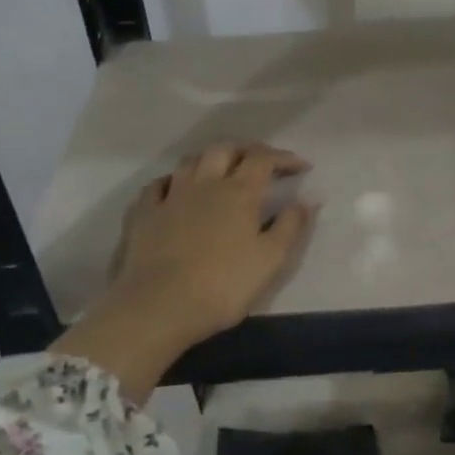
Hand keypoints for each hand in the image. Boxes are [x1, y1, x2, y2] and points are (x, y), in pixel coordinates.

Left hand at [108, 141, 316, 345]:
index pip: (264, 160)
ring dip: (211, 159)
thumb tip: (309, 198)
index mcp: (239, 192)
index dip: (284, 158)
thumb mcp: (270, 259)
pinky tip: (176, 189)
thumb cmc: (224, 285)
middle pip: (226, 150)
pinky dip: (172, 180)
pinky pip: (157, 185)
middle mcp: (205, 183)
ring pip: (191, 161)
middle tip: (262, 161)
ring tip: (221, 169)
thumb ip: (291, 225)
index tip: (301, 166)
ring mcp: (171, 196)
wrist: (160, 305)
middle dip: (247, 149)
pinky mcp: (144, 214)